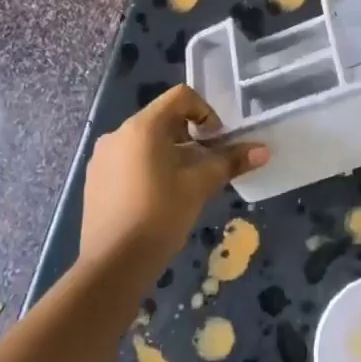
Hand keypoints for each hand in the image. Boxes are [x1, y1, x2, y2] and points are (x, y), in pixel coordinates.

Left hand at [80, 86, 268, 269]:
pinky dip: (150, 167)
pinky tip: (159, 198)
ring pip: (146, 142)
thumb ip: (230, 162)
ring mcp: (103, 157)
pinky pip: (129, 160)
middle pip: (163, 119)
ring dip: (172, 153)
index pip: (180, 97)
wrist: (112, 265)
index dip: (206, 111)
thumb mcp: (199, 186)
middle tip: (206, 164)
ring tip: (185, 184)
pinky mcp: (96, 180)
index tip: (216, 140)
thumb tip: (264, 150)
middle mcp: (118, 134)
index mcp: (143, 127)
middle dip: (191, 136)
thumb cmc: (159, 216)